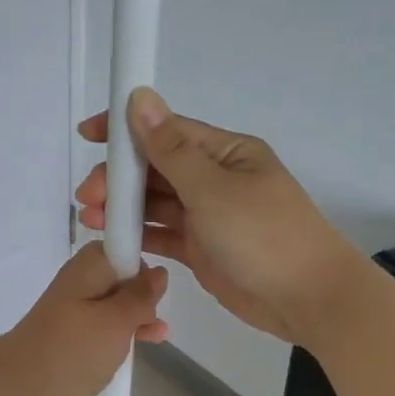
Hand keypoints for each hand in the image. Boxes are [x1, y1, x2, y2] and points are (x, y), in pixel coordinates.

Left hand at [0, 243, 168, 395]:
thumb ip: (141, 297)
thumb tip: (158, 272)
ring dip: (135, 319)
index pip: (124, 246)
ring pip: (113, 304)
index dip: (143, 266)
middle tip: (153, 322)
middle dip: (142, 296)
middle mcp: (80, 280)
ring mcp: (72, 308)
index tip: (155, 292)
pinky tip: (131, 350)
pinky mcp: (68, 334)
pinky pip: (101, 326)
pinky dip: (118, 335)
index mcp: (89, 266)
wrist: (18, 390)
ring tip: (155, 339)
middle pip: (121, 276)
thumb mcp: (117, 321)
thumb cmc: (73, 351)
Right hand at [75, 88, 362, 345]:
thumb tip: (141, 97)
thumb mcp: (213, 189)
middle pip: (156, 169)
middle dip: (119, 178)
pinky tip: (112, 241)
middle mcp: (214, 179)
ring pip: (155, 203)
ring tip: (91, 219)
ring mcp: (207, 216)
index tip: (88, 134)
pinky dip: (138, 236)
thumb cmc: (264, 235)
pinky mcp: (201, 249)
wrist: (306, 299)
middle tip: (87, 197)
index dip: (125, 130)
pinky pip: (162, 234)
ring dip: (123, 208)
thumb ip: (170, 149)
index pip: (167, 131)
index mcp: (225, 153)